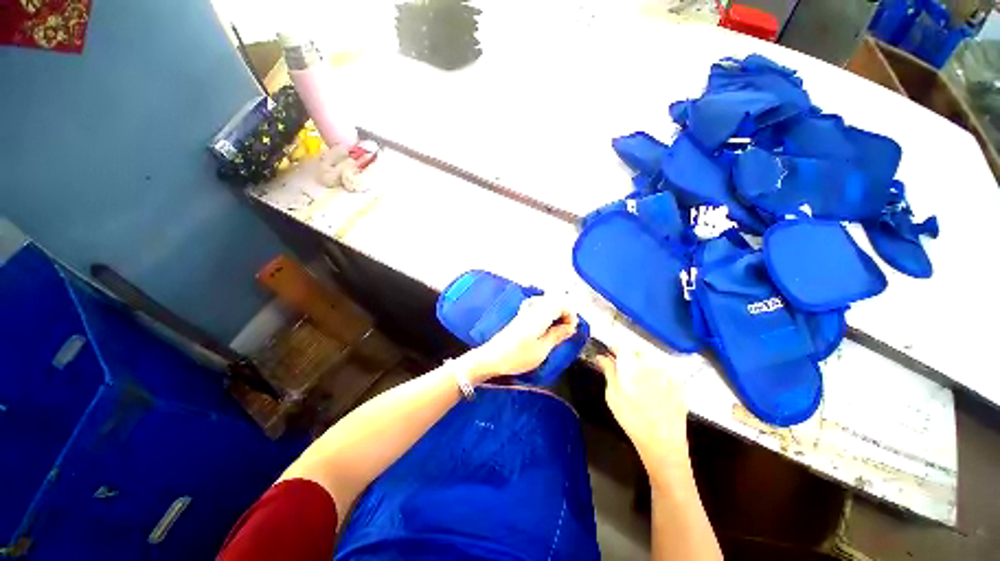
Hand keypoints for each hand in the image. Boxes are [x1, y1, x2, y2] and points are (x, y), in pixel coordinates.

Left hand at [466, 295, 577, 381]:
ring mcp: (525, 311)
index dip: (571, 313)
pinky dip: (546, 313)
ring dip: (556, 312)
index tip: (572, 329)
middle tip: (567, 329)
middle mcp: (532, 309)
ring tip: (558, 328)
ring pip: (547, 302)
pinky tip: (545, 325)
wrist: (492, 357)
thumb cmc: (517, 356)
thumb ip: (557, 335)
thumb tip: (570, 327)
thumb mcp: (541, 350)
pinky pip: (538, 307)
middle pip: (555, 300)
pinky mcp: (521, 316)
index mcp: (539, 316)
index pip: (561, 303)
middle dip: (565, 312)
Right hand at [595, 348, 688, 469]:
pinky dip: (657, 374)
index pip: (623, 348)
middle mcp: (653, 366)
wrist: (663, 445)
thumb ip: (609, 373)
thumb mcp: (613, 396)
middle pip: (638, 352)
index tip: (609, 353)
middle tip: (622, 368)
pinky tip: (652, 387)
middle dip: (629, 356)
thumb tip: (602, 357)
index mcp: (635, 367)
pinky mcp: (679, 385)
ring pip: (652, 360)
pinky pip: (665, 371)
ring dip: (643, 364)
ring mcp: (669, 375)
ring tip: (637, 379)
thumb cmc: (633, 420)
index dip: (614, 349)